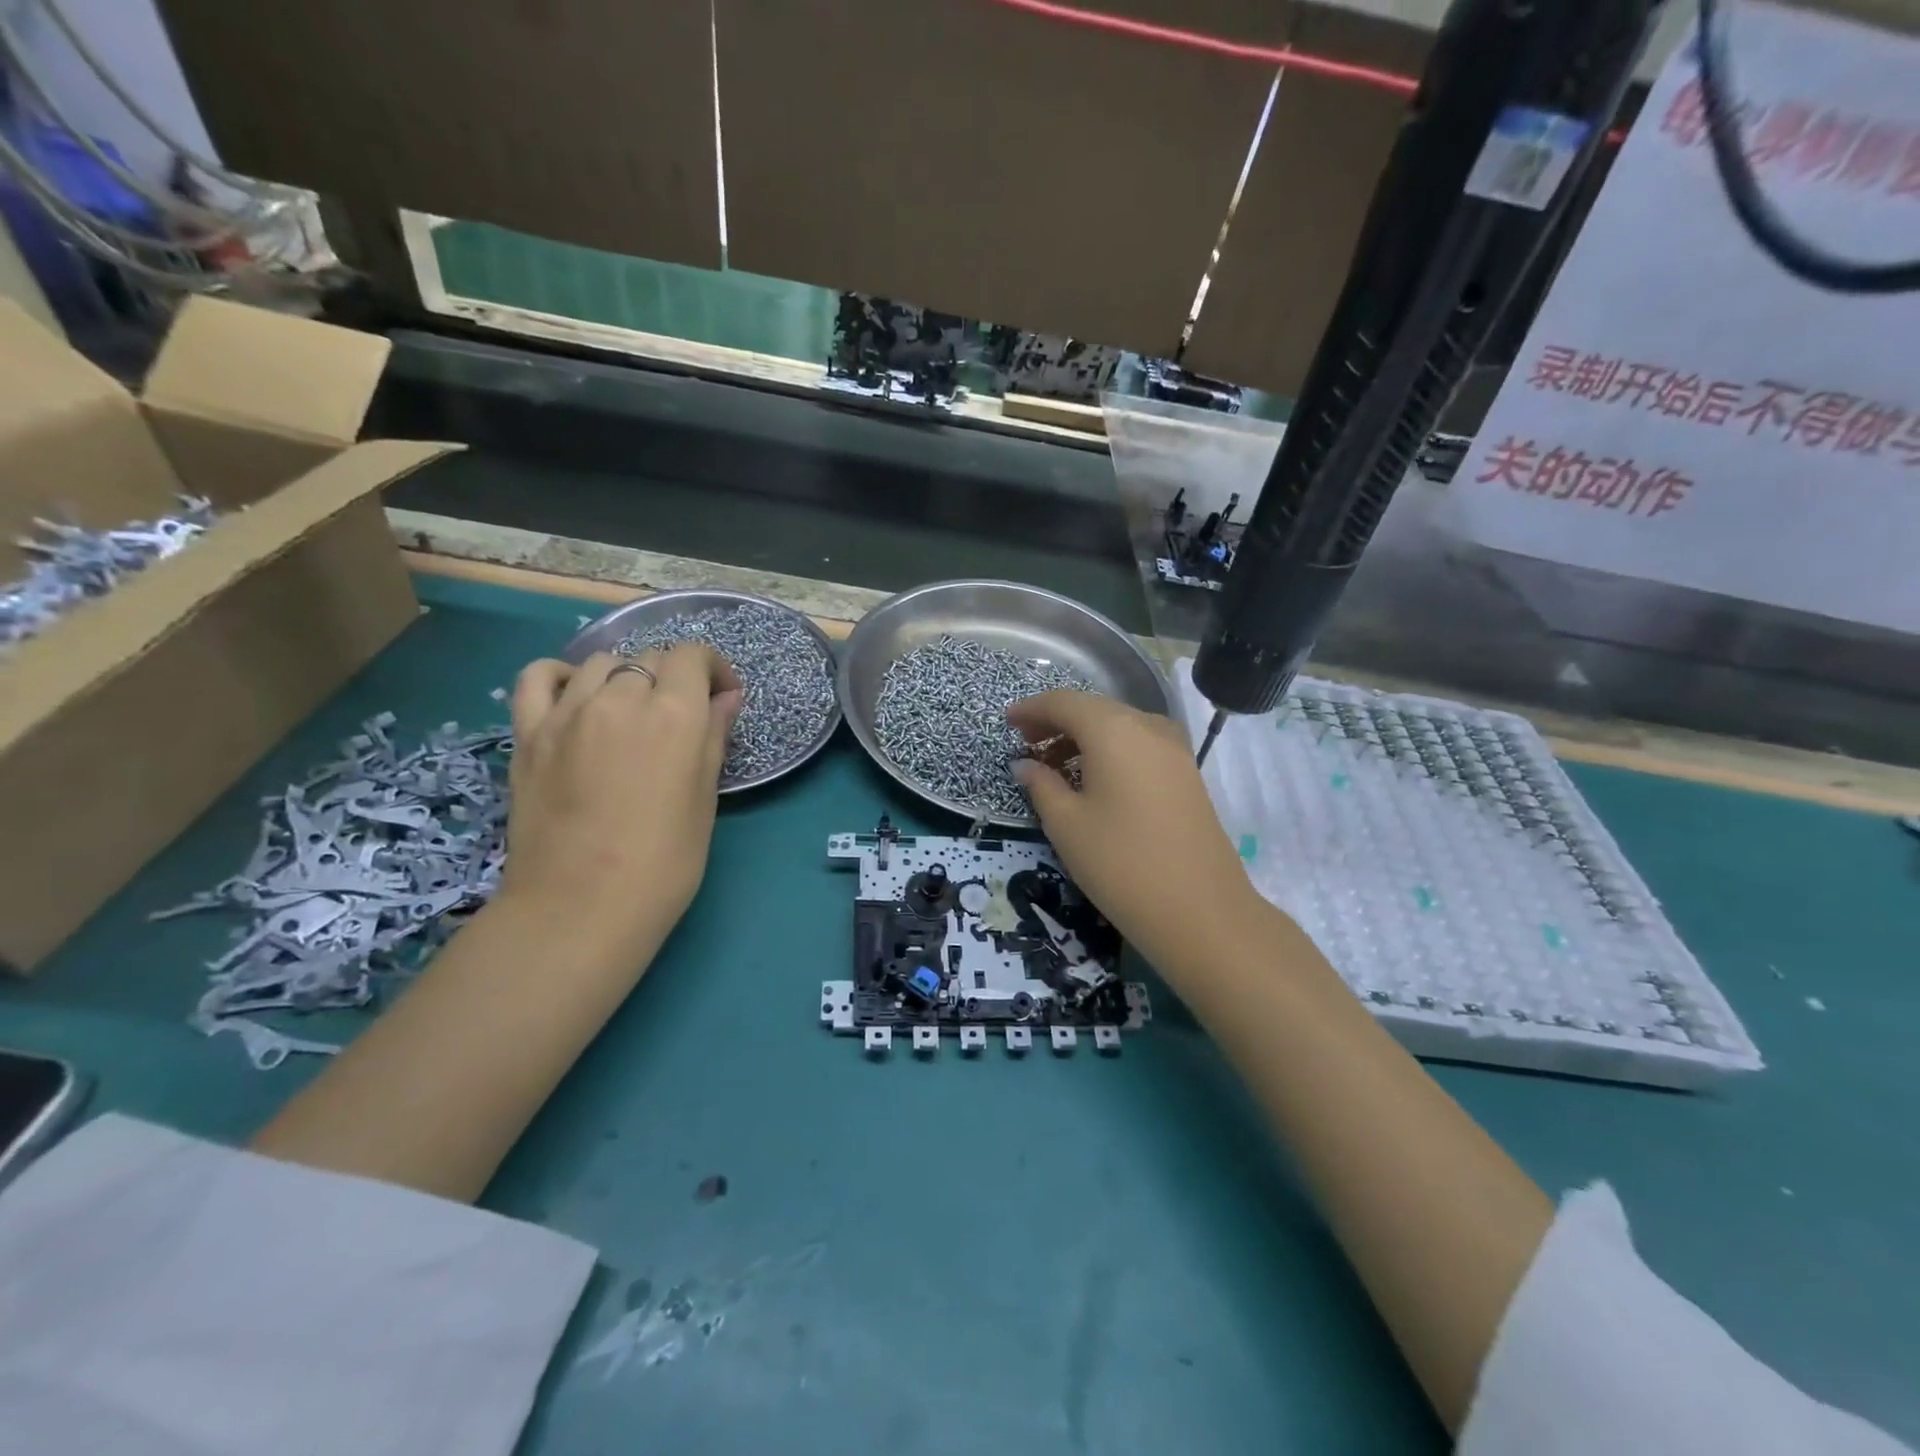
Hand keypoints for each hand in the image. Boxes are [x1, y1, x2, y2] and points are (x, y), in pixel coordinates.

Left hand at [498, 646, 742, 951]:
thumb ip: (714, 737)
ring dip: (626, 678)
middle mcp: (621, 699)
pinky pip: (539, 677)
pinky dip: (562, 675)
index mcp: (674, 715)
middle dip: (674, 680)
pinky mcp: (529, 732)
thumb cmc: (664, 862)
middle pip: (651, 659)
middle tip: (680, 720)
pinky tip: (576, 697)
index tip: (721, 698)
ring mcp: (568, 712)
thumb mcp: (705, 798)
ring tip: (631, 713)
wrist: (581, 908)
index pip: (693, 658)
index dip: (713, 670)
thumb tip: (725, 698)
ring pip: (603, 663)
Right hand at [1009, 690, 1262, 980]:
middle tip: (1027, 745)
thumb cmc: (1120, 863)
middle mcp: (1147, 726)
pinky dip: (1110, 751)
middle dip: (1057, 722)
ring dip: (1084, 738)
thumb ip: (1041, 785)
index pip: (1064, 702)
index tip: (1007, 724)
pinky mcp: (1187, 773)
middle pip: (1093, 710)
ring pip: (1119, 727)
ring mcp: (1174, 749)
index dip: (1032, 709)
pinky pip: (1139, 745)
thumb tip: (1026, 765)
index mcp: (1113, 729)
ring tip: (1055, 766)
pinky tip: (1095, 780)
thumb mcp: (1066, 824)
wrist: (1201, 910)